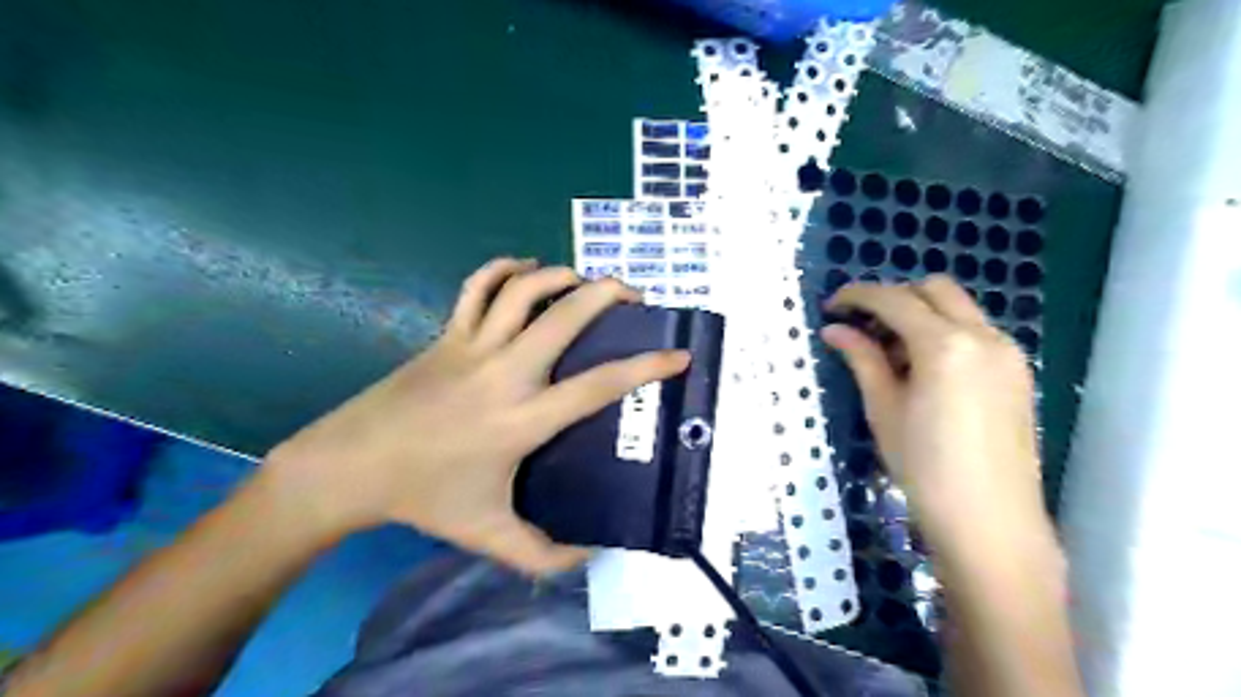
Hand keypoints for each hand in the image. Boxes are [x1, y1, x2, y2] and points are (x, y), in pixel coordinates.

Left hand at [265, 259, 688, 574]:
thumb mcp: (488, 535)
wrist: (351, 466)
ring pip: (523, 290)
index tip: (678, 355)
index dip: (646, 368)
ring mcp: (472, 346)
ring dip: (561, 275)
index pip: (598, 386)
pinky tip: (526, 270)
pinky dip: (505, 269)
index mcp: (522, 420)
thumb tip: (590, 558)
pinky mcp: (447, 334)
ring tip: (585, 281)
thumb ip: (543, 555)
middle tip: (634, 295)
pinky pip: (477, 287)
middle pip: (565, 316)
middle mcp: (504, 373)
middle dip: (608, 294)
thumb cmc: (424, 499)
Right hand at [822, 275, 1043, 551]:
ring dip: (921, 313)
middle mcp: (984, 336)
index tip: (832, 306)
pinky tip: (924, 369)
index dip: (858, 296)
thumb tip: (835, 330)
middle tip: (863, 326)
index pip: (894, 300)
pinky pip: (976, 331)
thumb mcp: (883, 409)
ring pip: (959, 308)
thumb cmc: (925, 467)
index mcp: (945, 345)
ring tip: (890, 352)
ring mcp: (1007, 353)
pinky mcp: (1017, 372)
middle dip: (894, 297)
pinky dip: (944, 332)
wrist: (990, 521)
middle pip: (934, 289)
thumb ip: (862, 359)